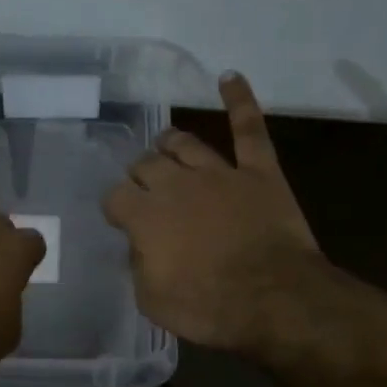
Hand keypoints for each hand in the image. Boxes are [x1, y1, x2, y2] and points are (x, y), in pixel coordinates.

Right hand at [102, 72, 323, 354]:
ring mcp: (219, 173)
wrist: (271, 299)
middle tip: (143, 186)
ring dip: (171, 143)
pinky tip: (229, 78)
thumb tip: (141, 245)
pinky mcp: (259, 172)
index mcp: (145, 216)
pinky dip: (240, 100)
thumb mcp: (152, 299)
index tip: (120, 218)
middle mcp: (176, 184)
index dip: (115, 206)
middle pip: (147, 164)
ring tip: (165, 144)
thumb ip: (140, 265)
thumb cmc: (206, 308)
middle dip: (140, 174)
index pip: (116, 196)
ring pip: (186, 144)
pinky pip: (248, 129)